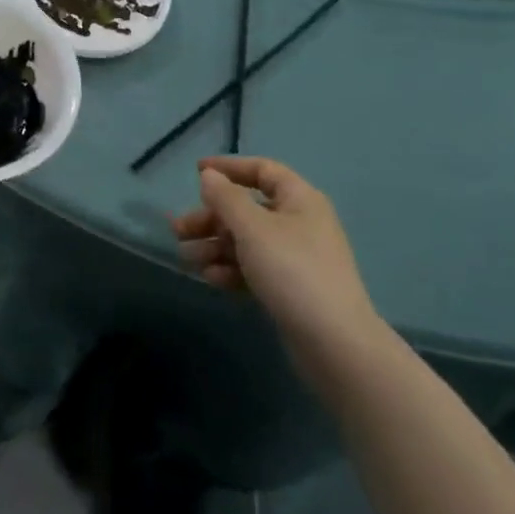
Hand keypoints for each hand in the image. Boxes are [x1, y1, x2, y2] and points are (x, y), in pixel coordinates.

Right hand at [173, 157, 381, 362]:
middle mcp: (299, 223)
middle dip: (211, 218)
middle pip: (247, 208)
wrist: (335, 346)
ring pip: (247, 241)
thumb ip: (226, 198)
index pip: (262, 170)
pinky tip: (211, 279)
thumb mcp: (252, 228)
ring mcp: (296, 258)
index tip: (196, 173)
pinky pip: (254, 268)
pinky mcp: (291, 289)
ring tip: (187, 258)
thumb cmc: (292, 271)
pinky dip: (231, 269)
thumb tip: (209, 176)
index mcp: (299, 199)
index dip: (229, 167)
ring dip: (215, 245)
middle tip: (179, 229)